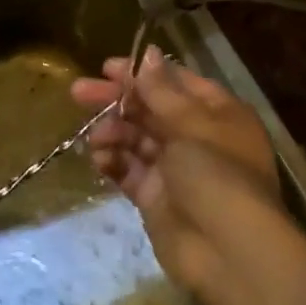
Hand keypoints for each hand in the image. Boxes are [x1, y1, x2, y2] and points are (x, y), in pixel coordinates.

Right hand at [71, 46, 290, 293]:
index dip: (142, 74)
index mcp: (218, 114)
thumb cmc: (217, 175)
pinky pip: (129, 170)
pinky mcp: (155, 197)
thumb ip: (162, 91)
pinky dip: (113, 162)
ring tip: (96, 138)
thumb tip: (147, 53)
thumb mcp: (192, 125)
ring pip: (136, 139)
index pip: (176, 83)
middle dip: (116, 101)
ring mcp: (175, 169)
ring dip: (113, 132)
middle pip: (150, 110)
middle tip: (78, 92)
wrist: (227, 252)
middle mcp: (198, 138)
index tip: (106, 68)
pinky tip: (98, 159)